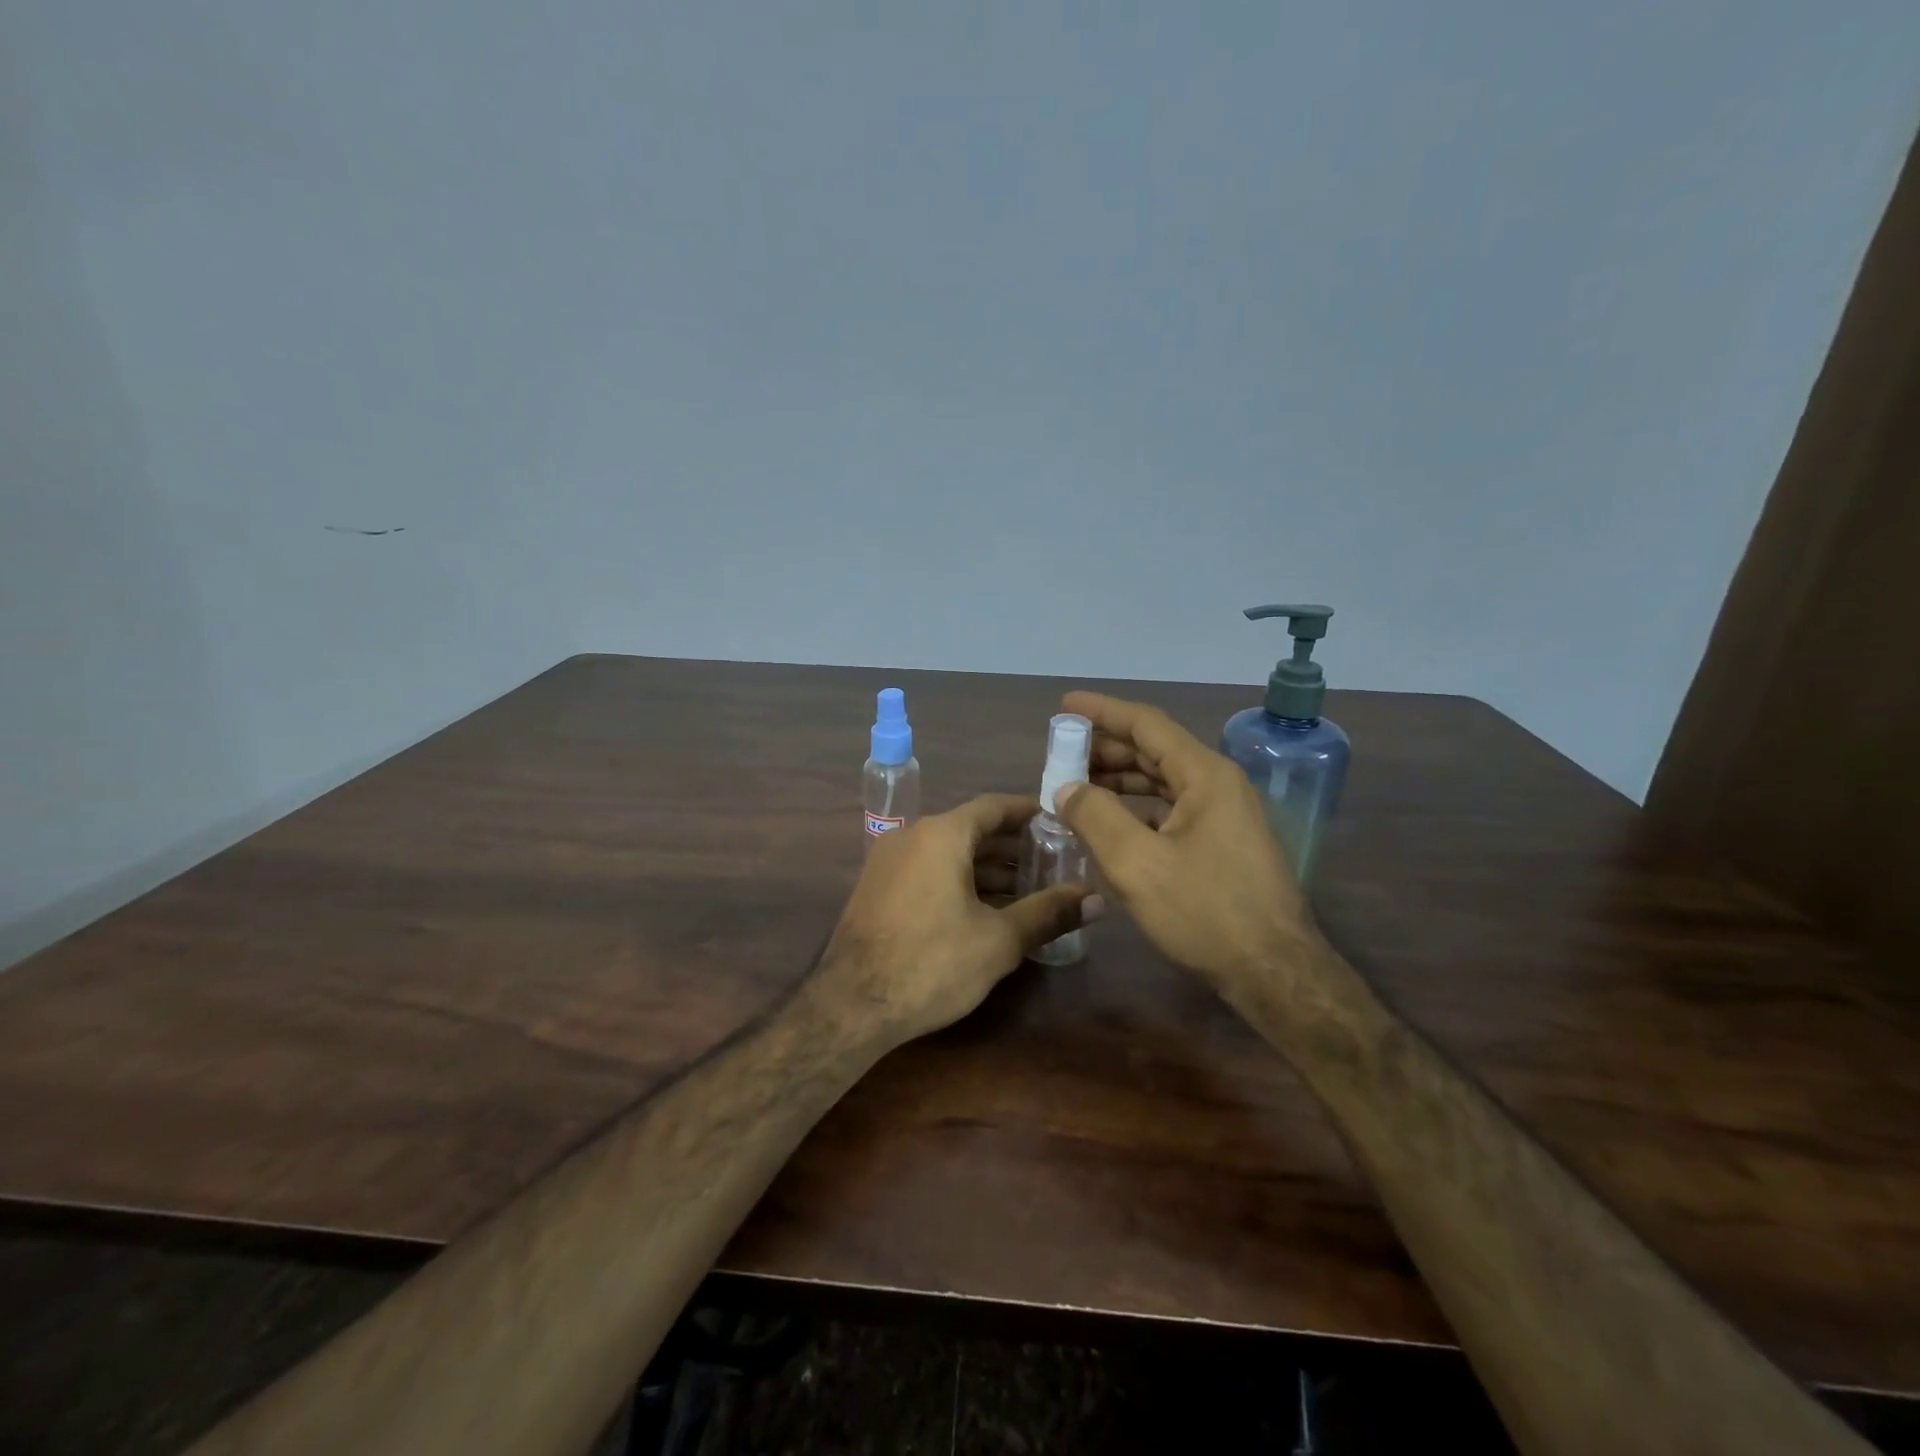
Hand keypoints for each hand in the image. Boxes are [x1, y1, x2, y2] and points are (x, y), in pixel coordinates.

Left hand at [815, 795, 1097, 1044]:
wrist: (851, 1005)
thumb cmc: (932, 963)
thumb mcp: (998, 940)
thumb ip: (1048, 913)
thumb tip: (1096, 900)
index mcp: (941, 835)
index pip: (993, 806)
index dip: (1028, 813)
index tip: (1060, 823)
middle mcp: (912, 836)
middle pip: (971, 829)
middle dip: (1012, 846)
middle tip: (1053, 862)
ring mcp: (889, 861)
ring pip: (948, 852)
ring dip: (987, 868)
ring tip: (1027, 889)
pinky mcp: (877, 887)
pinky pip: (927, 870)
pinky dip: (958, 880)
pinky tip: (985, 909)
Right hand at [1051, 692, 1318, 994]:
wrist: (1273, 973)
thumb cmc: (1205, 912)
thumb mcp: (1137, 863)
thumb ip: (1095, 816)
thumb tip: (1066, 787)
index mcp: (1205, 775)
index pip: (1147, 724)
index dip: (1103, 711)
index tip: (1066, 705)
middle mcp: (1219, 784)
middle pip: (1156, 750)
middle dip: (1107, 748)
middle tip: (1063, 754)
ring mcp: (1227, 815)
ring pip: (1165, 781)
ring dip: (1121, 779)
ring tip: (1079, 786)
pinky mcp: (1225, 843)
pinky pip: (1174, 809)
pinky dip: (1139, 808)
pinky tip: (1113, 825)